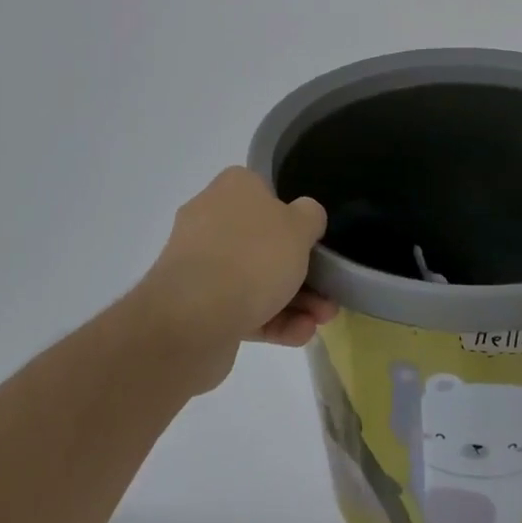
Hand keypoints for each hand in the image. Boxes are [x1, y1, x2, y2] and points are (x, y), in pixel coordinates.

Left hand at [138, 167, 335, 367]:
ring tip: (322, 319)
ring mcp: (200, 264)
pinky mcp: (196, 305)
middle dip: (300, 269)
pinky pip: (240, 307)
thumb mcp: (300, 225)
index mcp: (232, 188)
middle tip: (328, 290)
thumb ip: (310, 216)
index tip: (313, 240)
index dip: (293, 216)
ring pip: (254, 278)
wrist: (193, 318)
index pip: (265, 192)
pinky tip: (300, 334)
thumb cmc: (253, 256)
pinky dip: (271, 319)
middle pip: (264, 241)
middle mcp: (210, 219)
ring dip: (293, 299)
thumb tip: (304, 217)